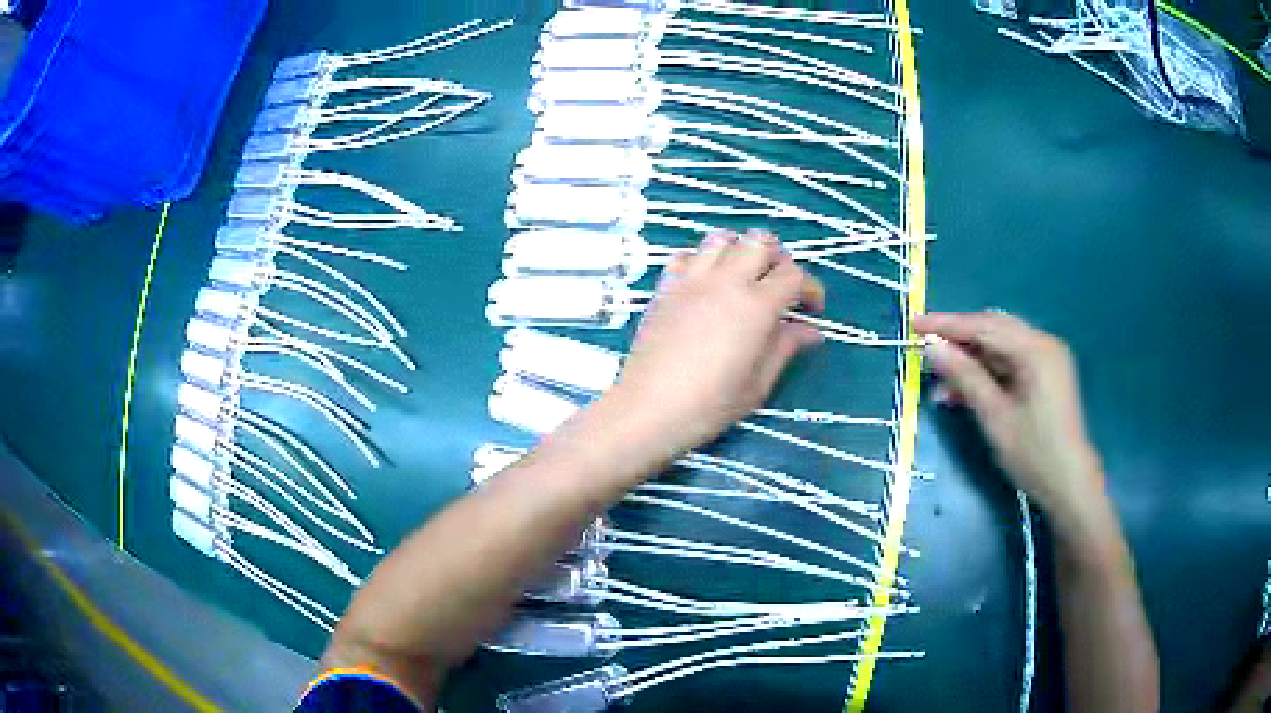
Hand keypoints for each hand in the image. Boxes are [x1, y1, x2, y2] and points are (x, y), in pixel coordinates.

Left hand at [613, 230, 824, 453]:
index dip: (810, 288)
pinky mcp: (666, 285)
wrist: (649, 408)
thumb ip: (785, 348)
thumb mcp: (758, 384)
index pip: (793, 275)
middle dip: (779, 259)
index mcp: (756, 306)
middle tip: (780, 287)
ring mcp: (692, 279)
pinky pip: (688, 254)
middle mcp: (726, 281)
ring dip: (740, 250)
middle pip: (761, 242)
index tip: (812, 309)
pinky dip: (703, 259)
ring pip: (723, 238)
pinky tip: (707, 284)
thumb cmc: (709, 404)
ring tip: (744, 278)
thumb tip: (811, 331)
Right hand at [913, 312, 1109, 534]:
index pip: (984, 326)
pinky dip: (987, 373)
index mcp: (1036, 349)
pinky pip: (1010, 363)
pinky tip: (964, 391)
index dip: (947, 324)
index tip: (914, 324)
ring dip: (971, 361)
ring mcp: (1047, 359)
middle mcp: (1043, 344)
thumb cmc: (1033, 453)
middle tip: (925, 350)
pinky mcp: (1046, 376)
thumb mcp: (995, 416)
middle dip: (959, 340)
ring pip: (1000, 347)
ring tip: (941, 384)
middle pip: (993, 330)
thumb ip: (965, 376)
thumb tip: (932, 347)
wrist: (1069, 484)